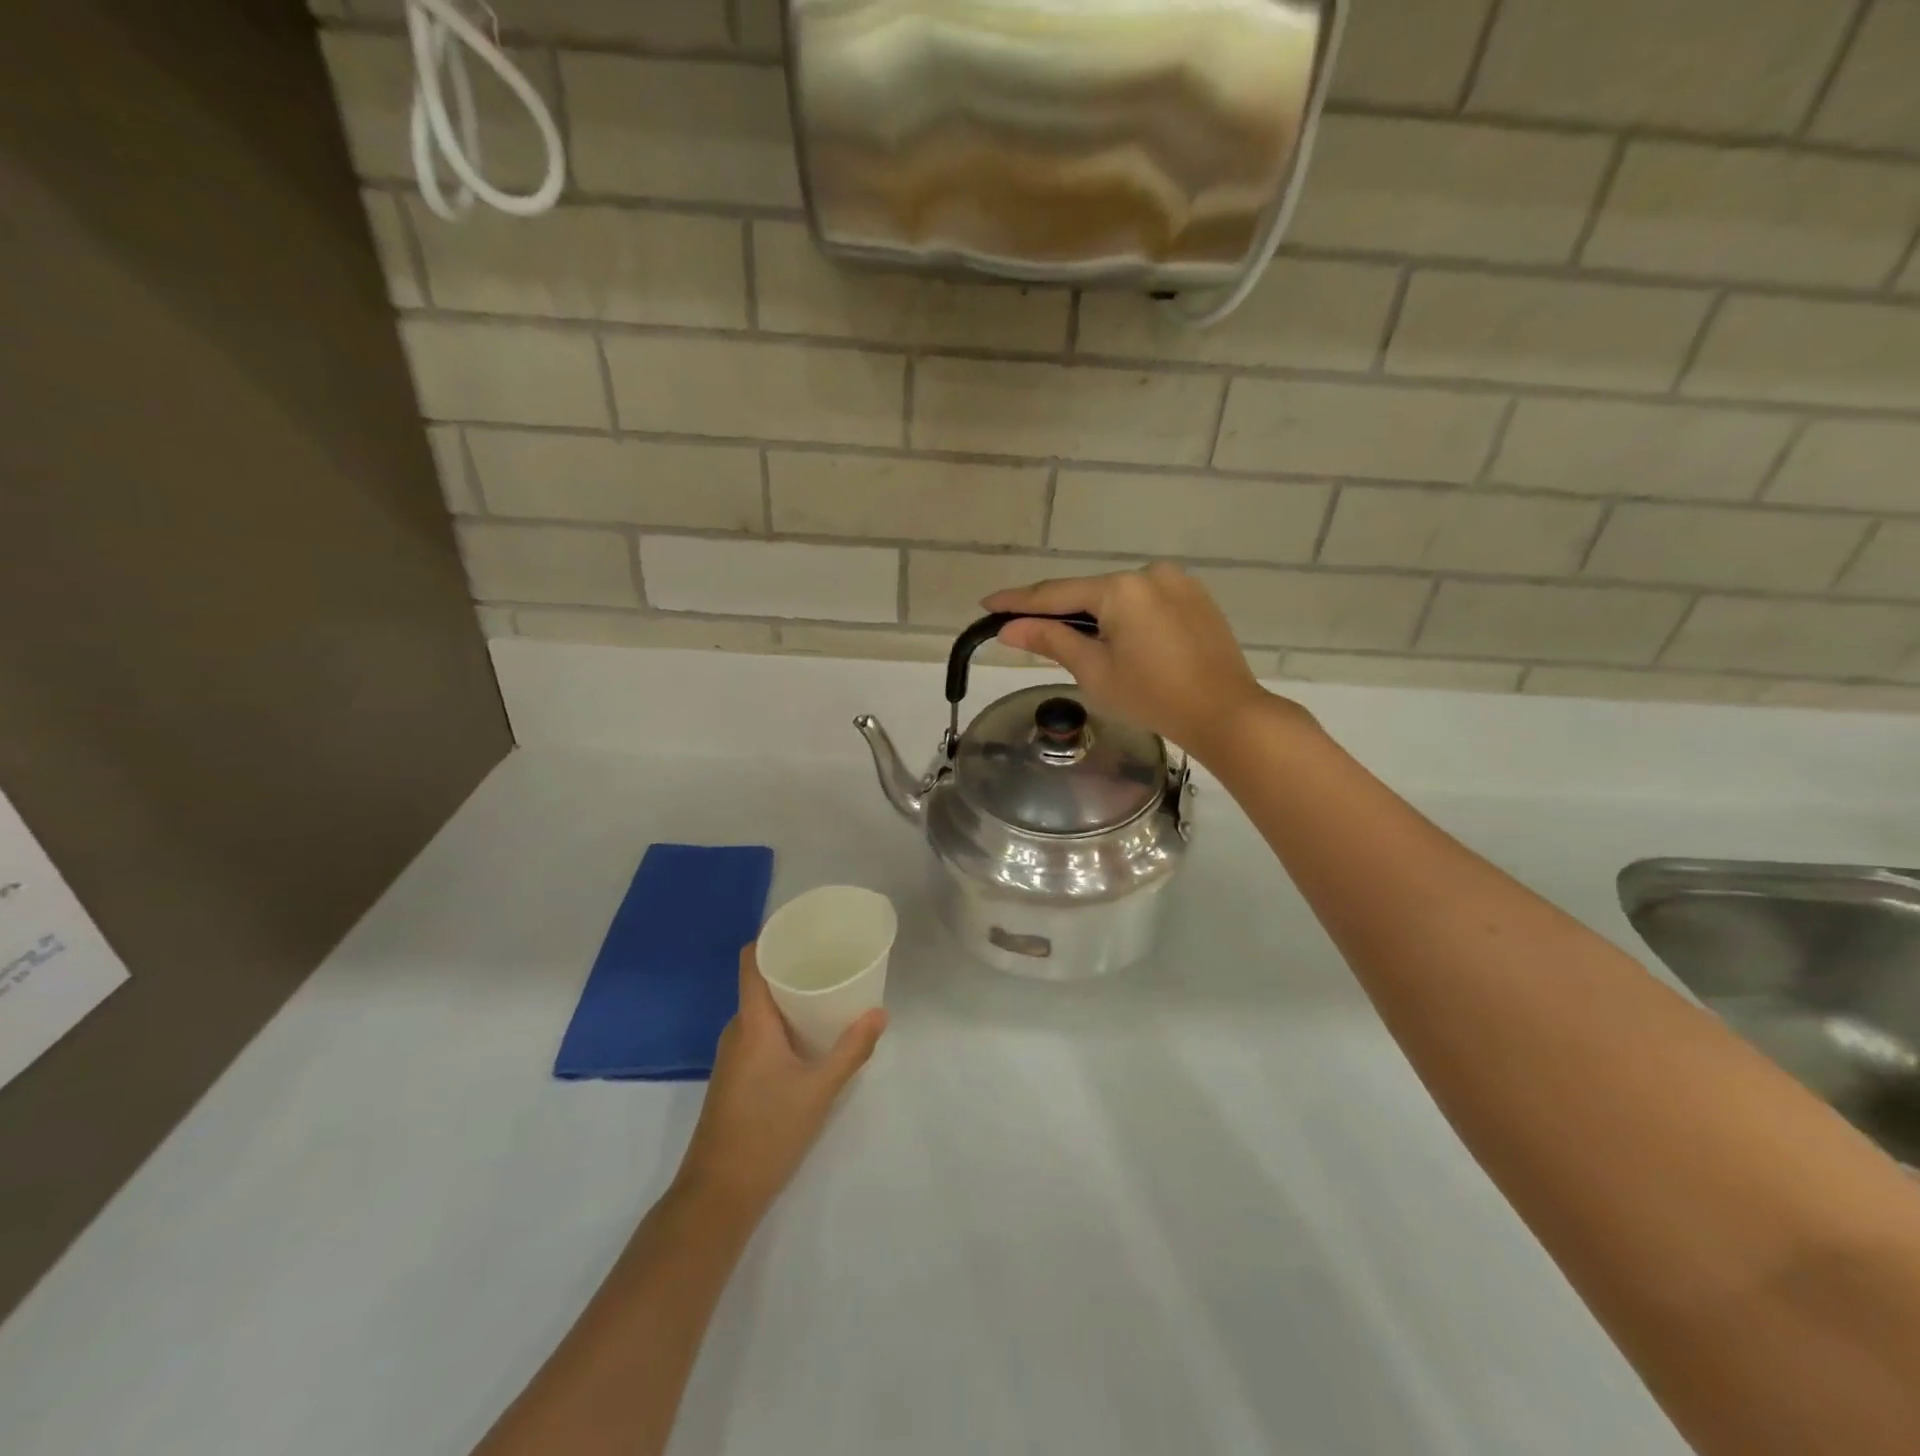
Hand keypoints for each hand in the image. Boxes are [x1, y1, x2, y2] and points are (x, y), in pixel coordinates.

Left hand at [674, 945, 886, 1217]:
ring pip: (762, 1011)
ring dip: (791, 998)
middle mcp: (737, 1031)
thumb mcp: (820, 1089)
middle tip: (833, 959)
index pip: (751, 961)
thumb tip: (880, 1013)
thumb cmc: (768, 1131)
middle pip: (761, 983)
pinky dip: (785, 1024)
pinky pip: (760, 1033)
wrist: (718, 1194)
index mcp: (752, 1022)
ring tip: (830, 992)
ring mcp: (733, 1056)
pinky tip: (812, 1036)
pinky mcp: (736, 1077)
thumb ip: (852, 1049)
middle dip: (794, 967)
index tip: (805, 927)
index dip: (772, 938)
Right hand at [984, 563, 1279, 759]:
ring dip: (1093, 616)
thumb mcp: (1094, 671)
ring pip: (1118, 597)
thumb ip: (1051, 641)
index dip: (1018, 602)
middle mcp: (1148, 573)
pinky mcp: (1195, 598)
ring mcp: (1177, 582)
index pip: (1055, 594)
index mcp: (1120, 588)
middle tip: (1024, 629)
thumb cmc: (1153, 697)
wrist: (1225, 713)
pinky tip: (1118, 641)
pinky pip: (1145, 602)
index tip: (987, 605)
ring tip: (1075, 644)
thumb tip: (1010, 629)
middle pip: (1088, 592)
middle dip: (1057, 612)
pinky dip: (1123, 617)